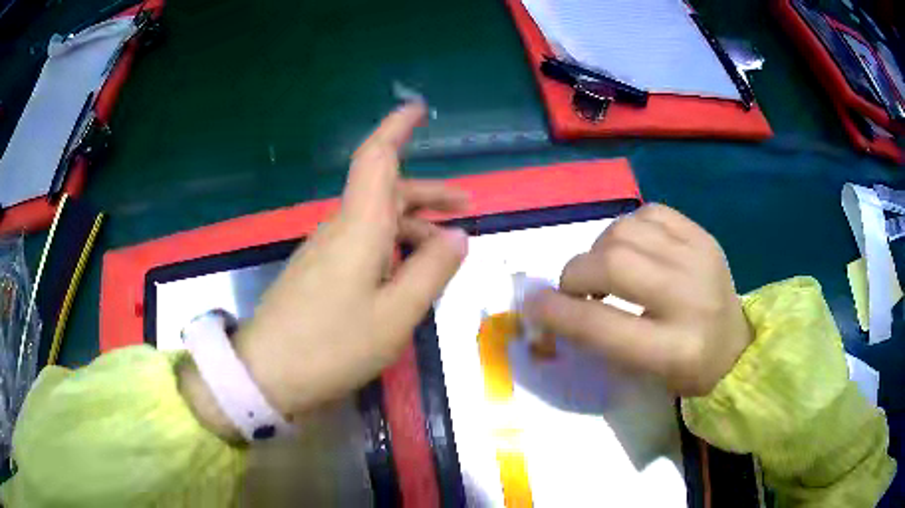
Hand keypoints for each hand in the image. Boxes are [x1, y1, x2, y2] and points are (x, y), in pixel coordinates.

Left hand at [180, 103, 468, 436]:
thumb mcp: (395, 315)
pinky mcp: (319, 272)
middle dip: (428, 193)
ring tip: (446, 247)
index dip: (396, 128)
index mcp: (359, 227)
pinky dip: (393, 247)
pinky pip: (363, 244)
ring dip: (414, 224)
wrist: (267, 373)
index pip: (376, 159)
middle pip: (386, 192)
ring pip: (376, 220)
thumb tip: (458, 236)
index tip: (417, 107)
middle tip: (467, 206)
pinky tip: (408, 272)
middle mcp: (340, 228)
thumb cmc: (332, 345)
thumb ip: (430, 271)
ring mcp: (326, 250)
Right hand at [525, 204, 751, 396]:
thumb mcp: (641, 372)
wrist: (736, 345)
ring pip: (626, 230)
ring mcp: (700, 258)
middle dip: (576, 273)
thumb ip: (598, 337)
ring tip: (606, 268)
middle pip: (614, 264)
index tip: (533, 305)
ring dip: (600, 248)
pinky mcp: (703, 236)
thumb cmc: (684, 370)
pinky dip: (627, 228)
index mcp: (674, 350)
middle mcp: (690, 298)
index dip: (558, 313)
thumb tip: (552, 304)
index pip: (601, 326)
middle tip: (575, 289)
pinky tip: (633, 248)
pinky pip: (649, 212)